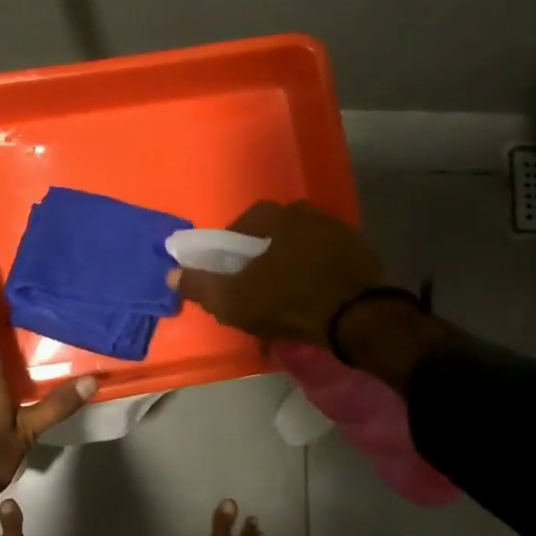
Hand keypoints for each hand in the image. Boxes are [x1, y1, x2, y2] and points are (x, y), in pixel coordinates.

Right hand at [167, 200, 381, 347]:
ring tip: (281, 299)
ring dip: (290, 269)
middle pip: (278, 234)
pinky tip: (310, 304)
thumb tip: (171, 274)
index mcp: (281, 218)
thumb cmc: (288, 301)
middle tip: (253, 285)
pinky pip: (328, 266)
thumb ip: (200, 286)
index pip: (248, 219)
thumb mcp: (234, 299)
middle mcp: (312, 216)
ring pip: (304, 250)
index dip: (232, 242)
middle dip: (263, 257)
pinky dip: (316, 280)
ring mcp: (342, 236)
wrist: (358, 319)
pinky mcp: (364, 259)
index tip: (227, 267)